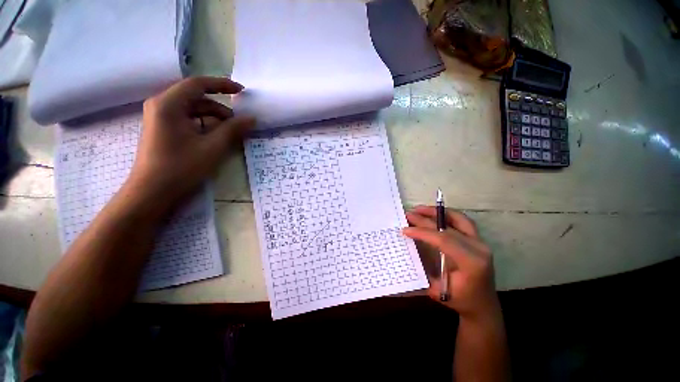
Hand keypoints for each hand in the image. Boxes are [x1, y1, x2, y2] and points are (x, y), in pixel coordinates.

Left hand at [127, 76, 255, 203]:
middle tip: (238, 122)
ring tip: (229, 133)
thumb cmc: (181, 168)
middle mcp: (161, 105)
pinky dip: (204, 125)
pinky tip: (215, 137)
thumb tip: (251, 118)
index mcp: (169, 104)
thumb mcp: (212, 147)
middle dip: (219, 108)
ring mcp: (160, 118)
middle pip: (196, 97)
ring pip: (192, 110)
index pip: (198, 84)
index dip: (222, 85)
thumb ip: (233, 130)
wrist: (152, 192)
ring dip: (213, 118)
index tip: (242, 91)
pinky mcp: (163, 129)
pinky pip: (187, 120)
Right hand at [403, 206, 499, 319]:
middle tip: (408, 214)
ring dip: (437, 212)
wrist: (483, 306)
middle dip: (425, 219)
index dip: (422, 232)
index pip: (443, 240)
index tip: (405, 230)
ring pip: (458, 218)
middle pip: (447, 227)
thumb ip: (422, 269)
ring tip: (419, 209)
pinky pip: (462, 221)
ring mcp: (481, 242)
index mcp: (471, 262)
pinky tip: (433, 214)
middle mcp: (478, 248)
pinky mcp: (478, 240)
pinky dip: (446, 215)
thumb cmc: (460, 301)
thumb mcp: (437, 290)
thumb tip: (403, 251)